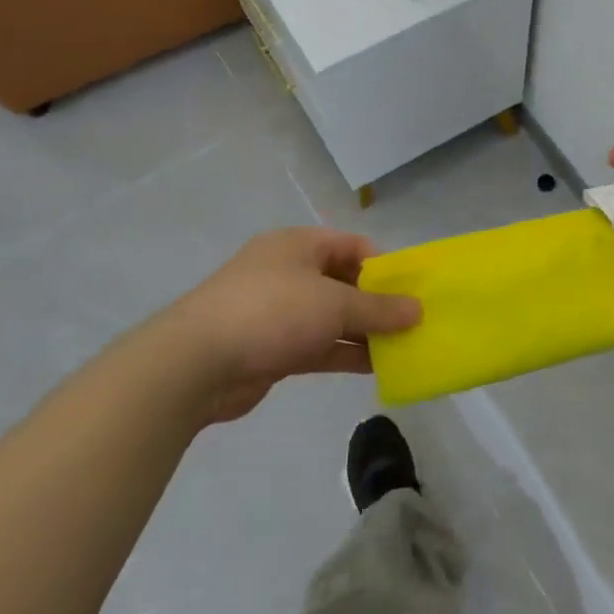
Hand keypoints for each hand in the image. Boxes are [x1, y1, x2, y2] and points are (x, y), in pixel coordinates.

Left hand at [161, 228, 420, 423]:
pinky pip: (319, 345)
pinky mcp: (272, 347)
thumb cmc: (271, 313)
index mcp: (298, 245)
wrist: (196, 364)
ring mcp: (278, 311)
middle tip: (413, 322)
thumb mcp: (334, 305)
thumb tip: (417, 310)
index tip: (412, 291)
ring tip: (404, 348)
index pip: (352, 245)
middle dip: (378, 302)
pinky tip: (377, 367)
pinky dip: (345, 352)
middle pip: (344, 281)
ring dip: (365, 331)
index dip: (385, 265)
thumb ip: (378, 309)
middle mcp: (288, 272)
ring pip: (332, 317)